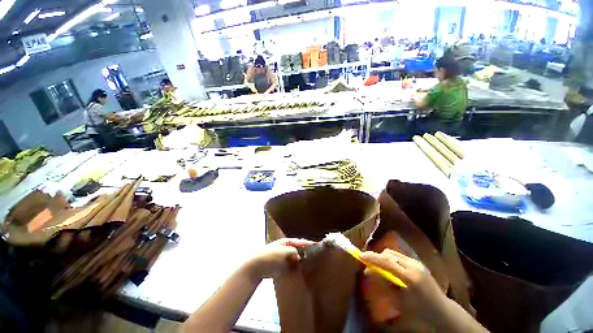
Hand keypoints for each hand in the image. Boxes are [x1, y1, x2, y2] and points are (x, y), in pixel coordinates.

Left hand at [246, 238, 312, 279]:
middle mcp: (284, 247)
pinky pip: (289, 265)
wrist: (255, 266)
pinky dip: (293, 267)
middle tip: (314, 258)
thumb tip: (300, 257)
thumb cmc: (270, 256)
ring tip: (308, 265)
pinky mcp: (278, 265)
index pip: (299, 241)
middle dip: (304, 253)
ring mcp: (281, 256)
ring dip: (299, 261)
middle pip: (297, 249)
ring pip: (293, 257)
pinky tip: (298, 271)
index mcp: (286, 241)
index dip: (308, 244)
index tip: (317, 247)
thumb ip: (294, 253)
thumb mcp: (284, 252)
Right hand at [360, 249, 447, 320]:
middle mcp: (413, 266)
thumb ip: (383, 284)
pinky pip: (399, 256)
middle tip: (368, 264)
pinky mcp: (418, 262)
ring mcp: (416, 263)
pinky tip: (391, 268)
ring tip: (379, 267)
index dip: (372, 257)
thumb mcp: (399, 301)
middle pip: (388, 254)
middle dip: (376, 257)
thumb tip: (369, 272)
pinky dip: (391, 259)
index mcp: (409, 277)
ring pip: (393, 253)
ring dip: (384, 257)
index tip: (360, 255)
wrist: (442, 311)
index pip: (386, 262)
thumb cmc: (419, 311)